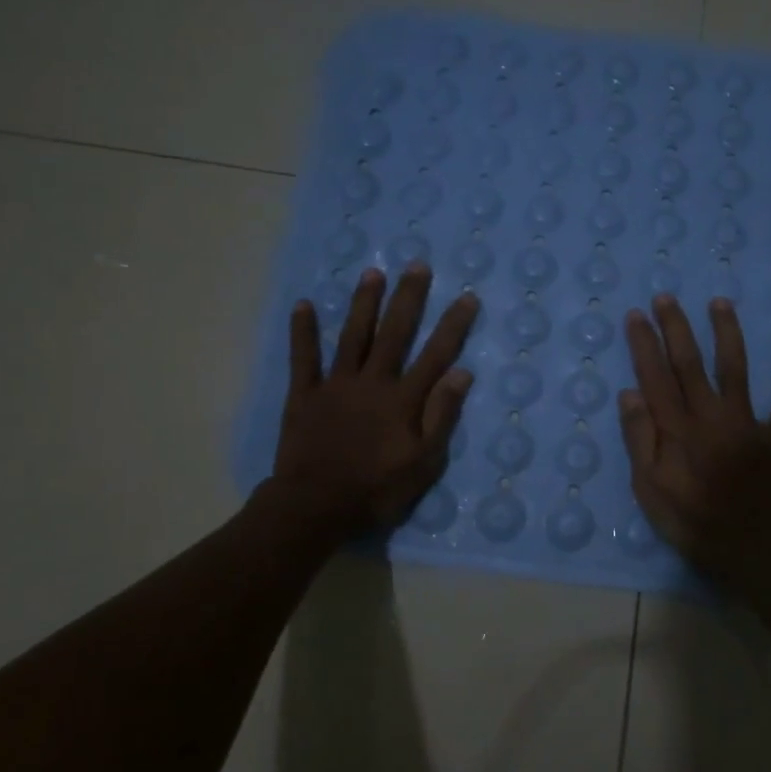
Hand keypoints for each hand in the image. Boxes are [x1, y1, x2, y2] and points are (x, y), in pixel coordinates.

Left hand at [267, 264, 477, 540]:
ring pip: (353, 336)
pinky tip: (303, 305)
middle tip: (417, 265)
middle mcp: (372, 382)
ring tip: (372, 273)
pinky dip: (303, 332)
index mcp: (403, 400)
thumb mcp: (423, 463)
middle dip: (408, 298)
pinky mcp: (304, 395)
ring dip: (363, 304)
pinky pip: (303, 358)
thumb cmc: (376, 489)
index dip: (453, 325)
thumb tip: (462, 373)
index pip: (436, 355)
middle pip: (394, 333)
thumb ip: (442, 416)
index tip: (467, 297)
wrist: (315, 506)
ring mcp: (336, 385)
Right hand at [618, 293, 770, 585]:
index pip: (655, 377)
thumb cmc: (692, 521)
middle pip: (690, 364)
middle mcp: (711, 416)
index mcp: (677, 429)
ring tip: (720, 303)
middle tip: (666, 297)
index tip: (637, 316)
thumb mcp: (650, 489)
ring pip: (736, 370)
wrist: (750, 548)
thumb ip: (640, 440)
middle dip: (676, 328)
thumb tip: (630, 393)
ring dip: (728, 334)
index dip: (644, 344)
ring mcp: (747, 424)